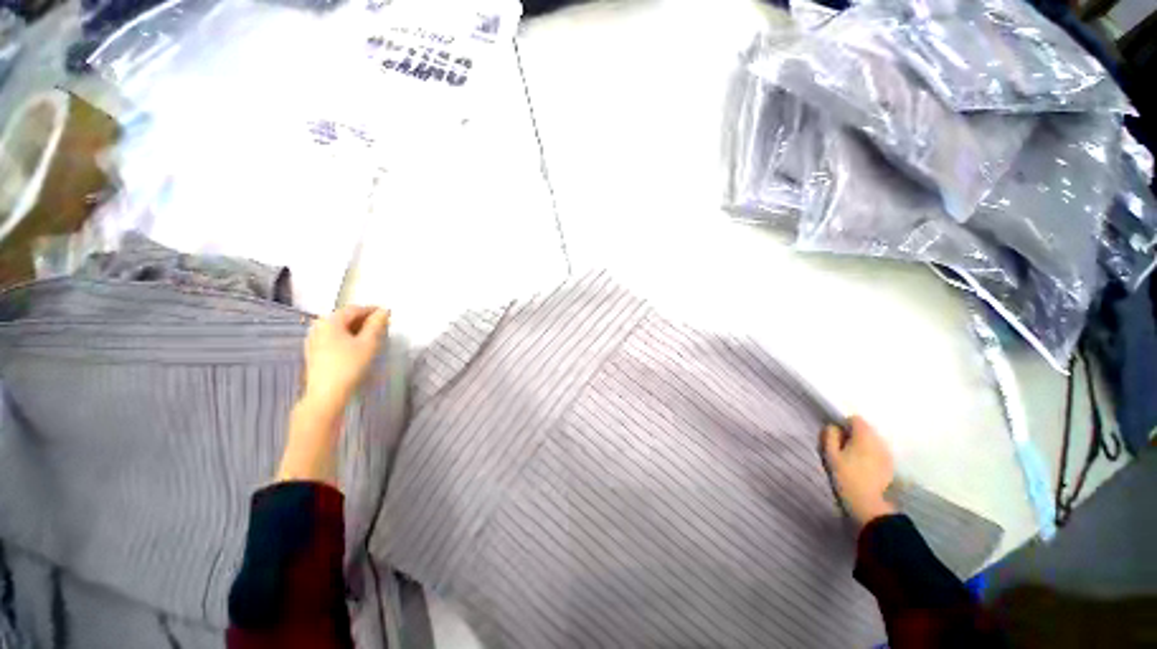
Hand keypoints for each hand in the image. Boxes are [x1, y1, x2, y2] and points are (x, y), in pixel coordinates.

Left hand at [302, 305, 390, 415]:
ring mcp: (314, 340)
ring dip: (357, 329)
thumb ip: (377, 324)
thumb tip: (384, 311)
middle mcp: (319, 326)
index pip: (354, 309)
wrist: (326, 394)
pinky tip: (357, 346)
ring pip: (339, 328)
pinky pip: (334, 337)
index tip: (388, 314)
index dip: (372, 310)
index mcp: (331, 321)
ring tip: (372, 336)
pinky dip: (347, 337)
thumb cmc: (349, 365)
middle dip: (364, 319)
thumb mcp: (368, 343)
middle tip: (382, 326)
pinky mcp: (314, 352)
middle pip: (345, 317)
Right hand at [822, 415, 897, 526]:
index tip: (837, 436)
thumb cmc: (845, 476)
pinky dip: (870, 453)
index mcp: (864, 436)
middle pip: (865, 429)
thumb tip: (833, 426)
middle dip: (853, 434)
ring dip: (862, 444)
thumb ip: (830, 436)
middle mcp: (879, 441)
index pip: (855, 419)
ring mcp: (887, 453)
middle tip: (842, 448)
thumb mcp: (830, 454)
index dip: (844, 424)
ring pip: (872, 440)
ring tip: (853, 457)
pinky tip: (863, 466)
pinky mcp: (890, 464)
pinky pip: (878, 451)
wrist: (867, 502)